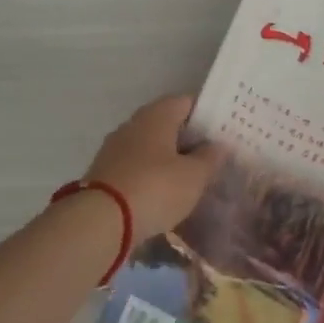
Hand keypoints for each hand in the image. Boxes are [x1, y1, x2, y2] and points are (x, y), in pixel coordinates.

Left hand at [85, 95, 226, 237]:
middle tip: (211, 156)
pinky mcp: (104, 172)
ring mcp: (115, 148)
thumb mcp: (193, 176)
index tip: (223, 130)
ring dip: (168, 158)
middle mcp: (133, 124)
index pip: (186, 102)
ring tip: (190, 177)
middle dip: (188, 138)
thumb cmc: (155, 188)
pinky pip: (135, 166)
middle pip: (167, 123)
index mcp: (157, 115)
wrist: (100, 221)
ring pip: (150, 146)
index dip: (206, 114)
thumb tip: (219, 144)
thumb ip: (210, 158)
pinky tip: (164, 193)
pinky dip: (151, 175)